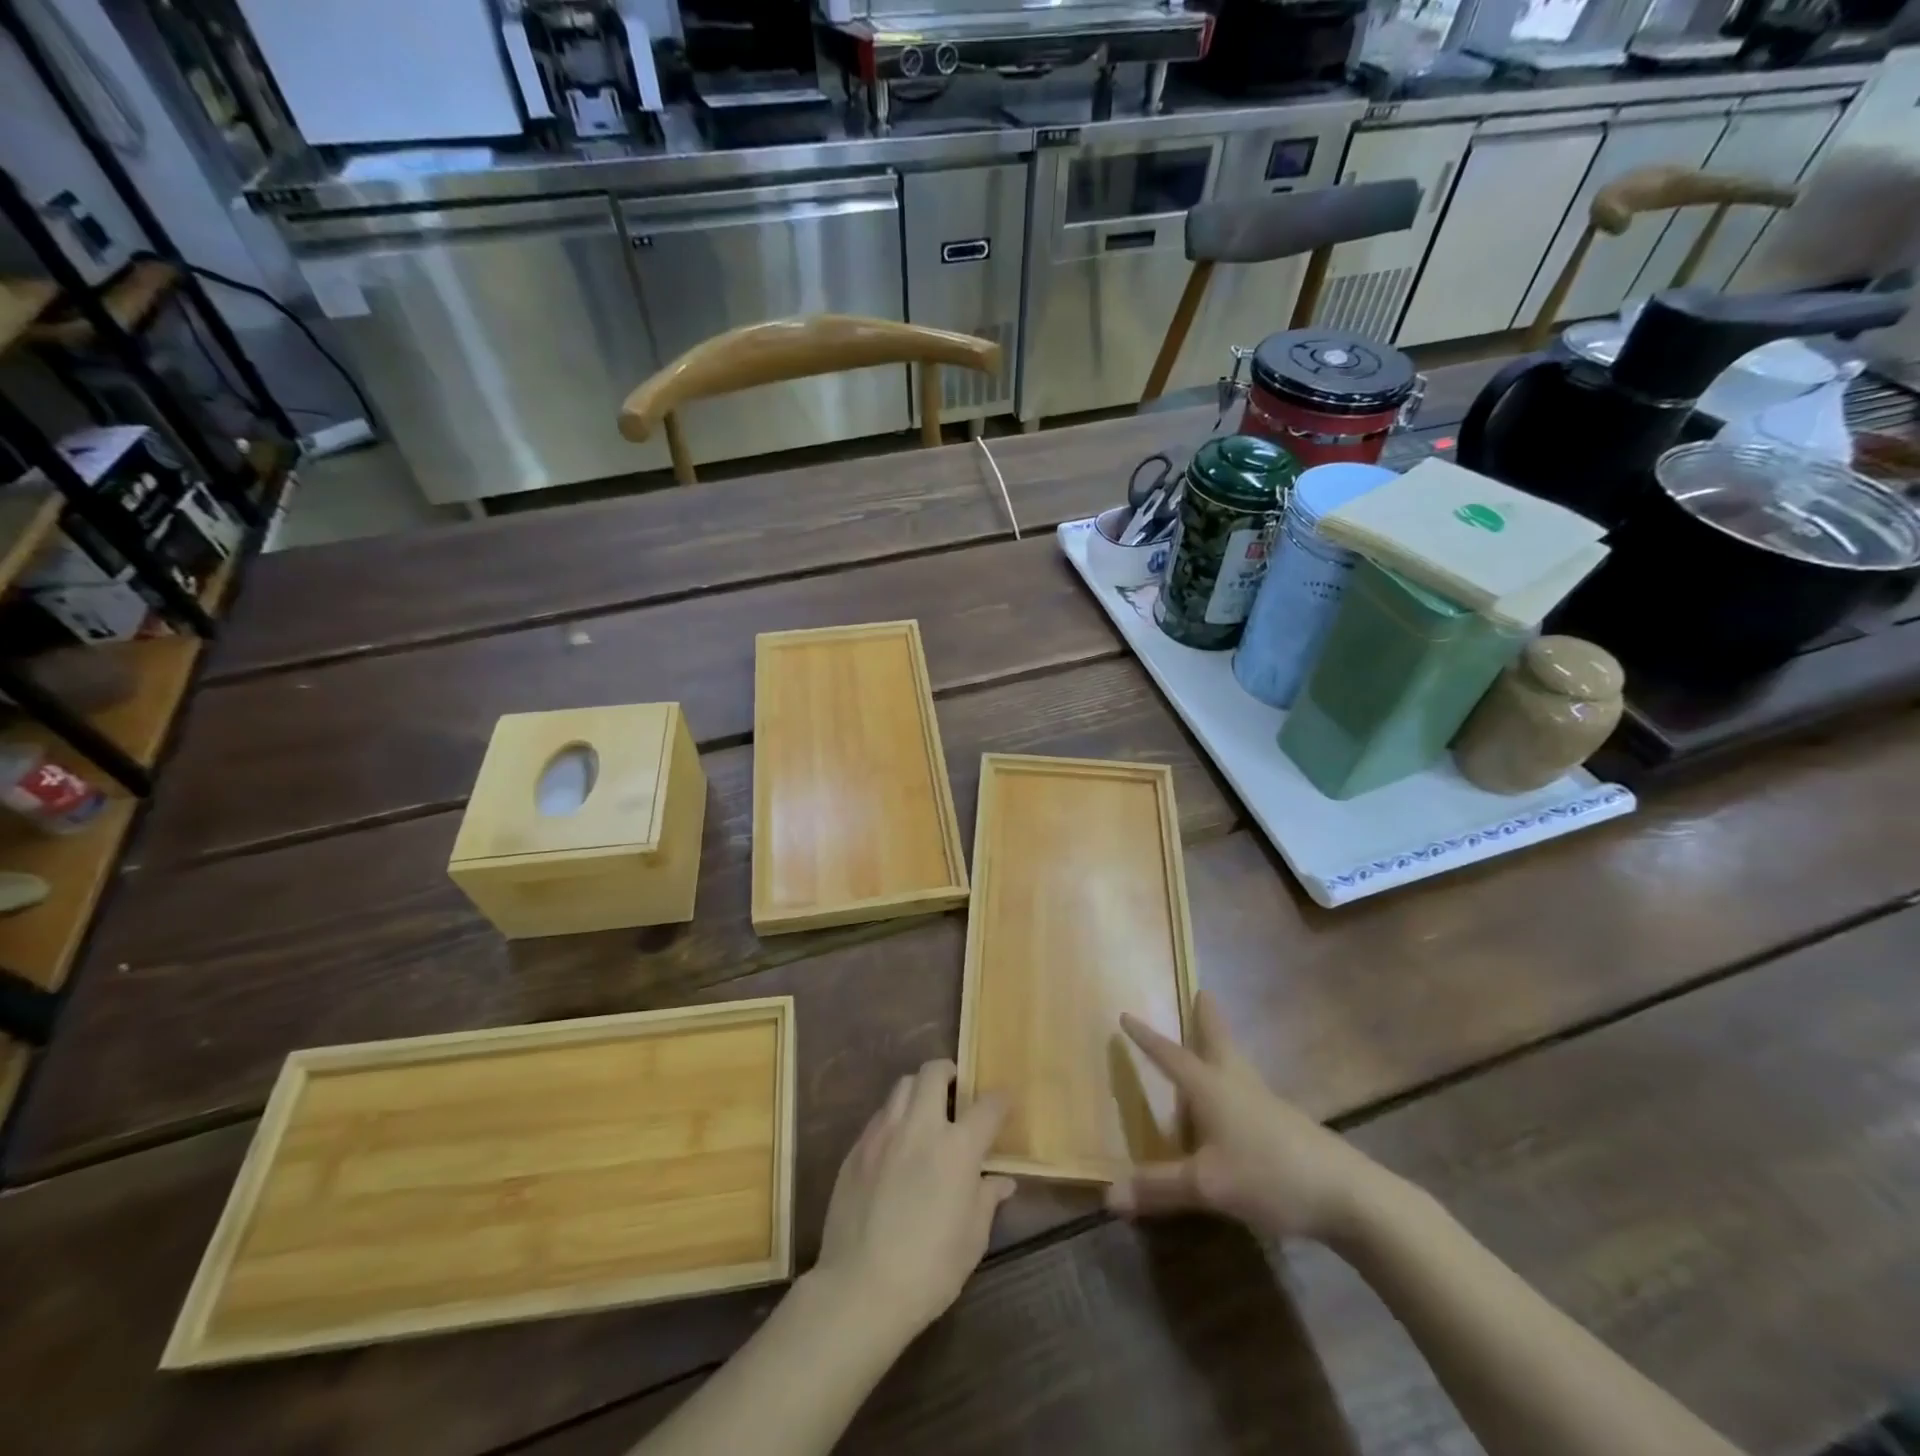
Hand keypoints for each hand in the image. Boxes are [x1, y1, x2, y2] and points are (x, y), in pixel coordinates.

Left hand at [811, 1060, 1014, 1342]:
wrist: (860, 1289)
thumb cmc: (929, 1269)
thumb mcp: (972, 1239)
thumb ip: (987, 1198)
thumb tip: (1002, 1180)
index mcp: (957, 1148)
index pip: (987, 1106)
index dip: (1000, 1100)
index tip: (1004, 1102)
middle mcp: (920, 1127)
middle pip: (934, 1072)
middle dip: (950, 1073)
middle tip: (956, 1091)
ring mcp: (883, 1133)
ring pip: (903, 1086)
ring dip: (919, 1090)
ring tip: (925, 1112)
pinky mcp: (857, 1148)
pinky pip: (880, 1115)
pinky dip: (895, 1117)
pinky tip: (897, 1144)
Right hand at [1107, 990, 1391, 1243]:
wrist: (1346, 1194)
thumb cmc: (1268, 1175)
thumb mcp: (1206, 1186)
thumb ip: (1158, 1189)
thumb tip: (1108, 1197)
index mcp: (1211, 1088)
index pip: (1170, 1056)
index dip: (1147, 1038)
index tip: (1126, 1015)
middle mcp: (1236, 1084)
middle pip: (1218, 1041)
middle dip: (1207, 1018)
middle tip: (1201, 992)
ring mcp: (1265, 1102)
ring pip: (1237, 1063)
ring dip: (1222, 1045)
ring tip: (1213, 1039)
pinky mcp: (1285, 1124)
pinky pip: (1248, 1089)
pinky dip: (1234, 1079)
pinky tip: (1236, 1101)